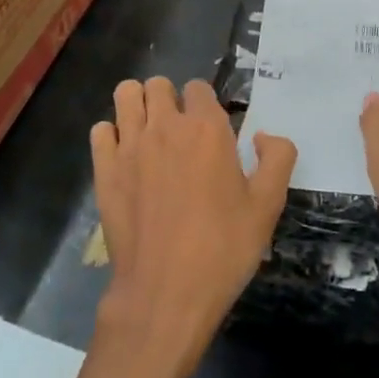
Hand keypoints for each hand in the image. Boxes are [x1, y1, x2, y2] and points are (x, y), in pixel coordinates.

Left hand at [91, 77, 296, 373]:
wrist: (165, 293)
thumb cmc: (223, 248)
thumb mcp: (268, 205)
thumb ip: (277, 158)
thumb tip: (263, 135)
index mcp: (207, 128)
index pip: (199, 88)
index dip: (205, 104)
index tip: (211, 131)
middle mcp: (166, 126)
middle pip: (159, 84)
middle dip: (170, 99)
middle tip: (180, 131)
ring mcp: (130, 145)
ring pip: (126, 94)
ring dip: (138, 105)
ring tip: (150, 132)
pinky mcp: (104, 169)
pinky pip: (101, 130)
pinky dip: (112, 135)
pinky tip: (125, 157)